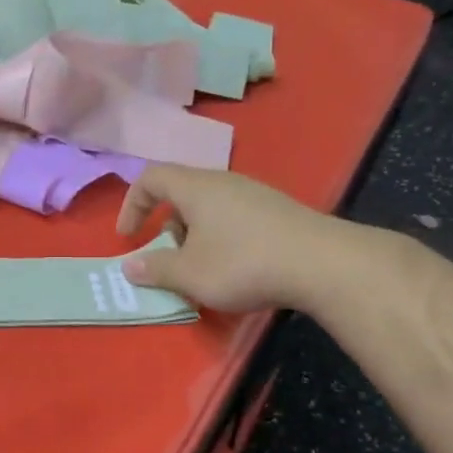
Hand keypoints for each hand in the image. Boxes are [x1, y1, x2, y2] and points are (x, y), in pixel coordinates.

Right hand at [115, 165, 354, 313]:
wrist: (324, 264)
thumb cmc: (243, 263)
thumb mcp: (189, 274)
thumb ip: (155, 269)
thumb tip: (130, 267)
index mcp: (196, 188)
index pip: (151, 178)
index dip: (132, 204)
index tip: (128, 237)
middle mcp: (224, 182)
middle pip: (181, 193)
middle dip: (166, 227)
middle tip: (168, 258)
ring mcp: (255, 194)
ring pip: (209, 207)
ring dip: (194, 235)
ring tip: (201, 269)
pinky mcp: (278, 212)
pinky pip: (234, 217)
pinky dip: (220, 238)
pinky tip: (235, 268)